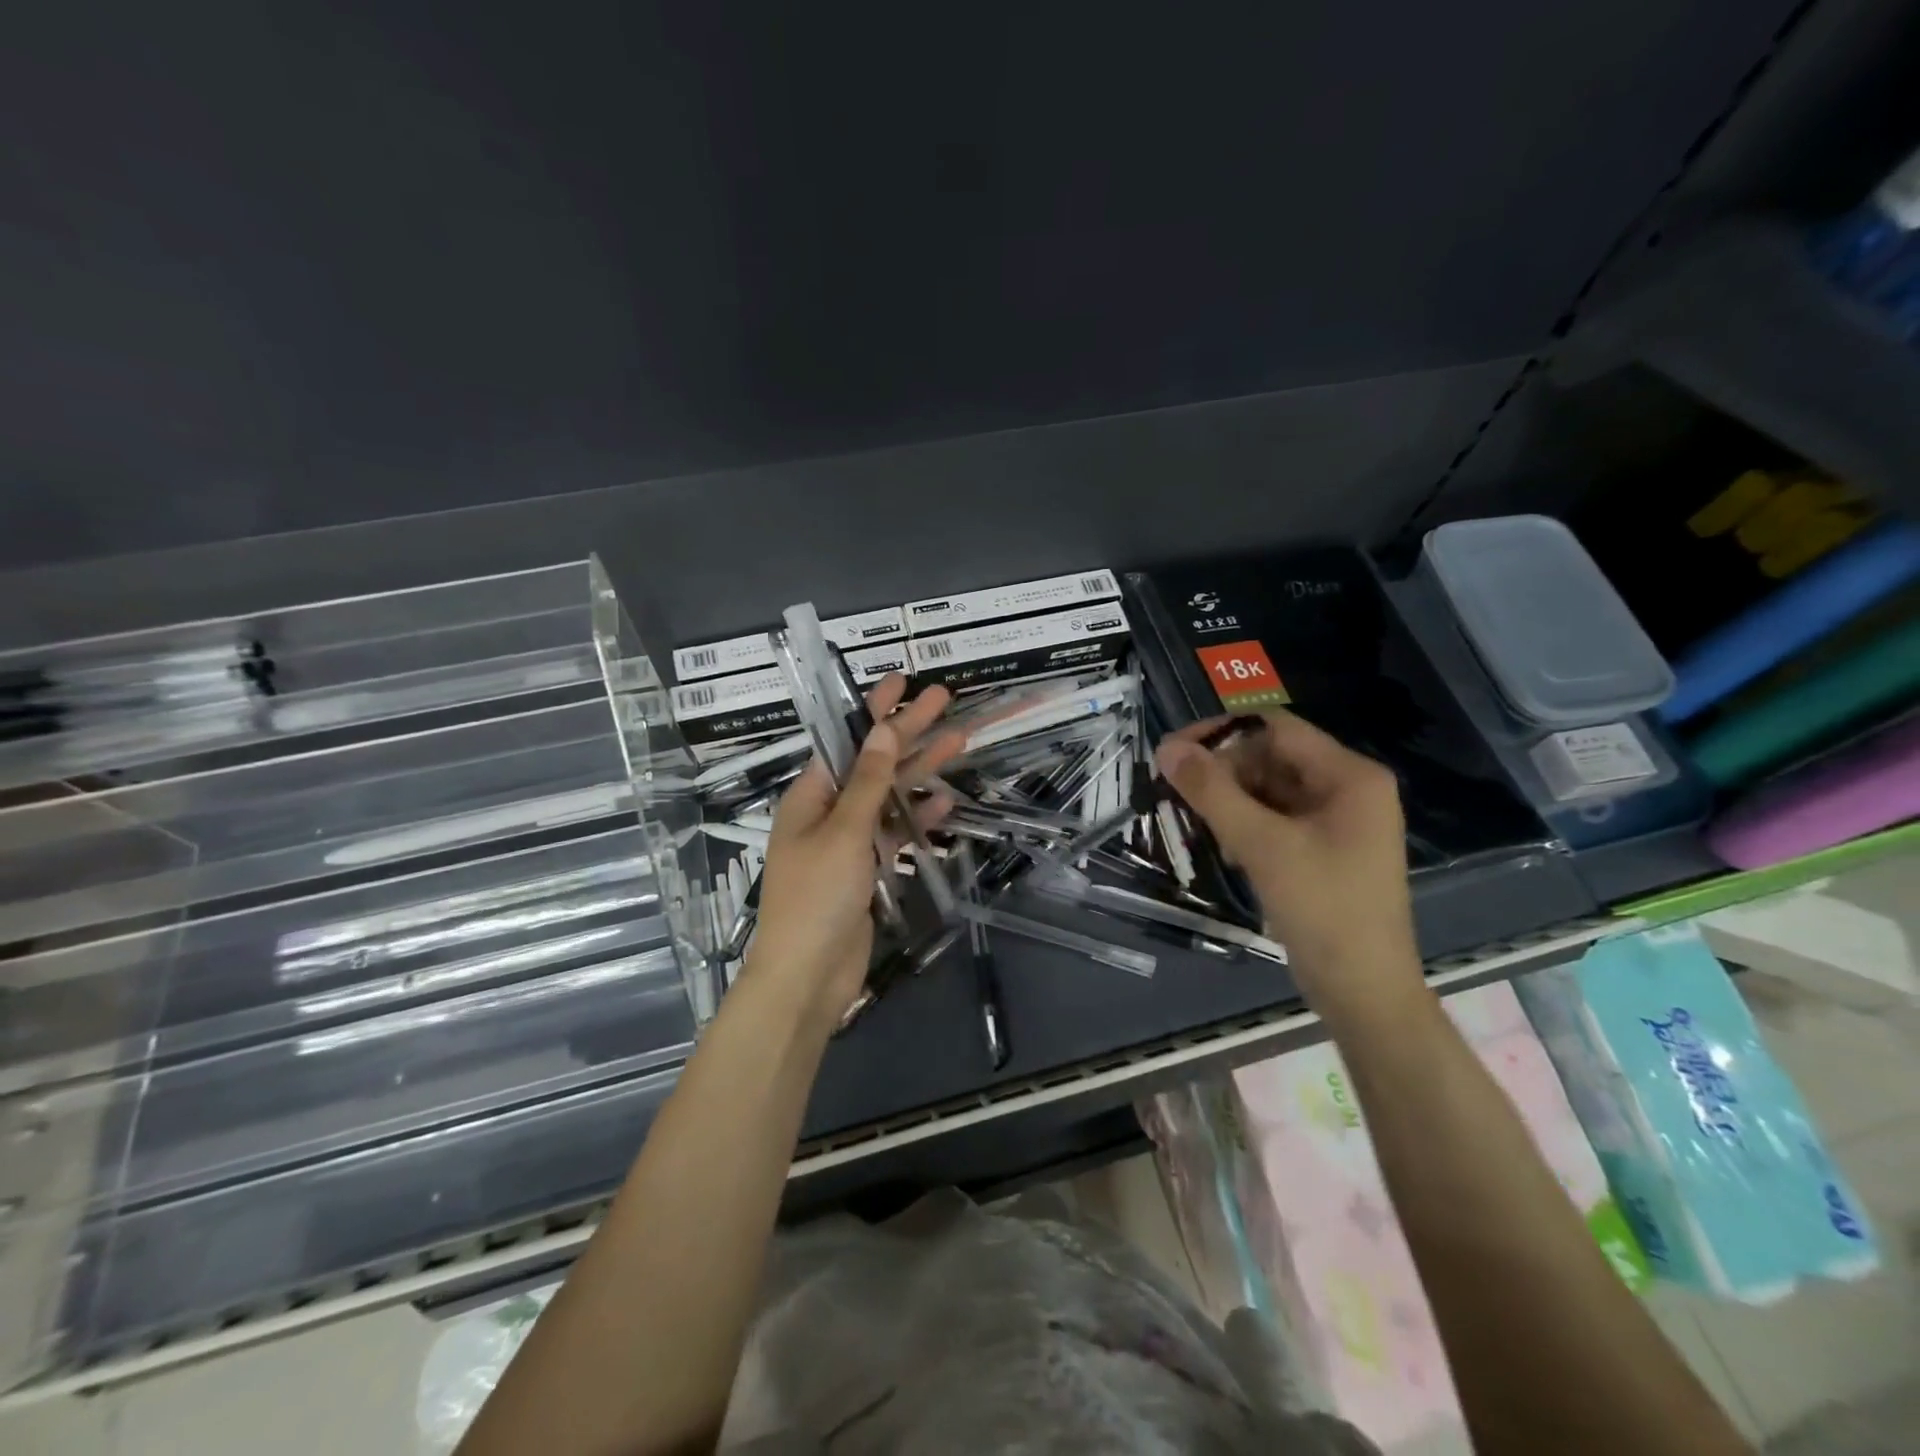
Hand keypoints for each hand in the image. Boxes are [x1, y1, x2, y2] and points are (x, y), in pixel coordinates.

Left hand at [745, 674, 960, 1028]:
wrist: (808, 977)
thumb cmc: (817, 897)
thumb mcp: (844, 832)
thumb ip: (868, 781)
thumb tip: (884, 730)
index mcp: (811, 795)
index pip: (846, 740)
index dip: (874, 709)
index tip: (902, 679)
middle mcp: (828, 811)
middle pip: (873, 762)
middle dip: (908, 732)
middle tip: (946, 701)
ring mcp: (848, 842)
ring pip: (889, 796)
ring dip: (921, 772)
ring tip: (961, 742)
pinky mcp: (866, 870)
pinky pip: (894, 833)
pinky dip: (916, 818)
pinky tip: (944, 803)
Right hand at [1156, 710, 1421, 1012]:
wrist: (1364, 992)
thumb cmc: (1322, 909)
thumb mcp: (1262, 845)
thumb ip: (1212, 791)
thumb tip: (1166, 748)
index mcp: (1349, 776)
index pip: (1275, 728)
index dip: (1221, 733)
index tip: (1173, 752)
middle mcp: (1348, 789)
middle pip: (1272, 758)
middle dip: (1224, 772)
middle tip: (1178, 793)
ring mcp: (1337, 822)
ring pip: (1270, 790)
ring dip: (1230, 800)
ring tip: (1197, 823)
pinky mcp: (1324, 850)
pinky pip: (1276, 819)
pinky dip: (1246, 825)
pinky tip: (1226, 849)